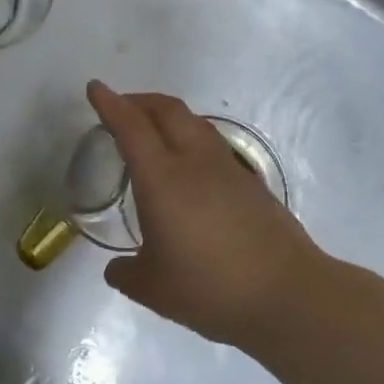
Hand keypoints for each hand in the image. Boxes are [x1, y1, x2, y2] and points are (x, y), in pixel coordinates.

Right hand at [88, 81, 346, 349]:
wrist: (288, 295)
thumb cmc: (211, 288)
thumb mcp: (153, 289)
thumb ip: (126, 274)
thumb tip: (116, 268)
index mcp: (163, 179)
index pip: (131, 127)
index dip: (110, 104)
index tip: (95, 88)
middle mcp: (194, 162)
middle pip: (166, 110)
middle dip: (139, 101)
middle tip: (120, 108)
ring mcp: (228, 168)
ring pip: (194, 122)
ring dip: (167, 116)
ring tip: (152, 131)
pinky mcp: (250, 182)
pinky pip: (211, 143)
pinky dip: (189, 138)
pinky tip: (187, 167)